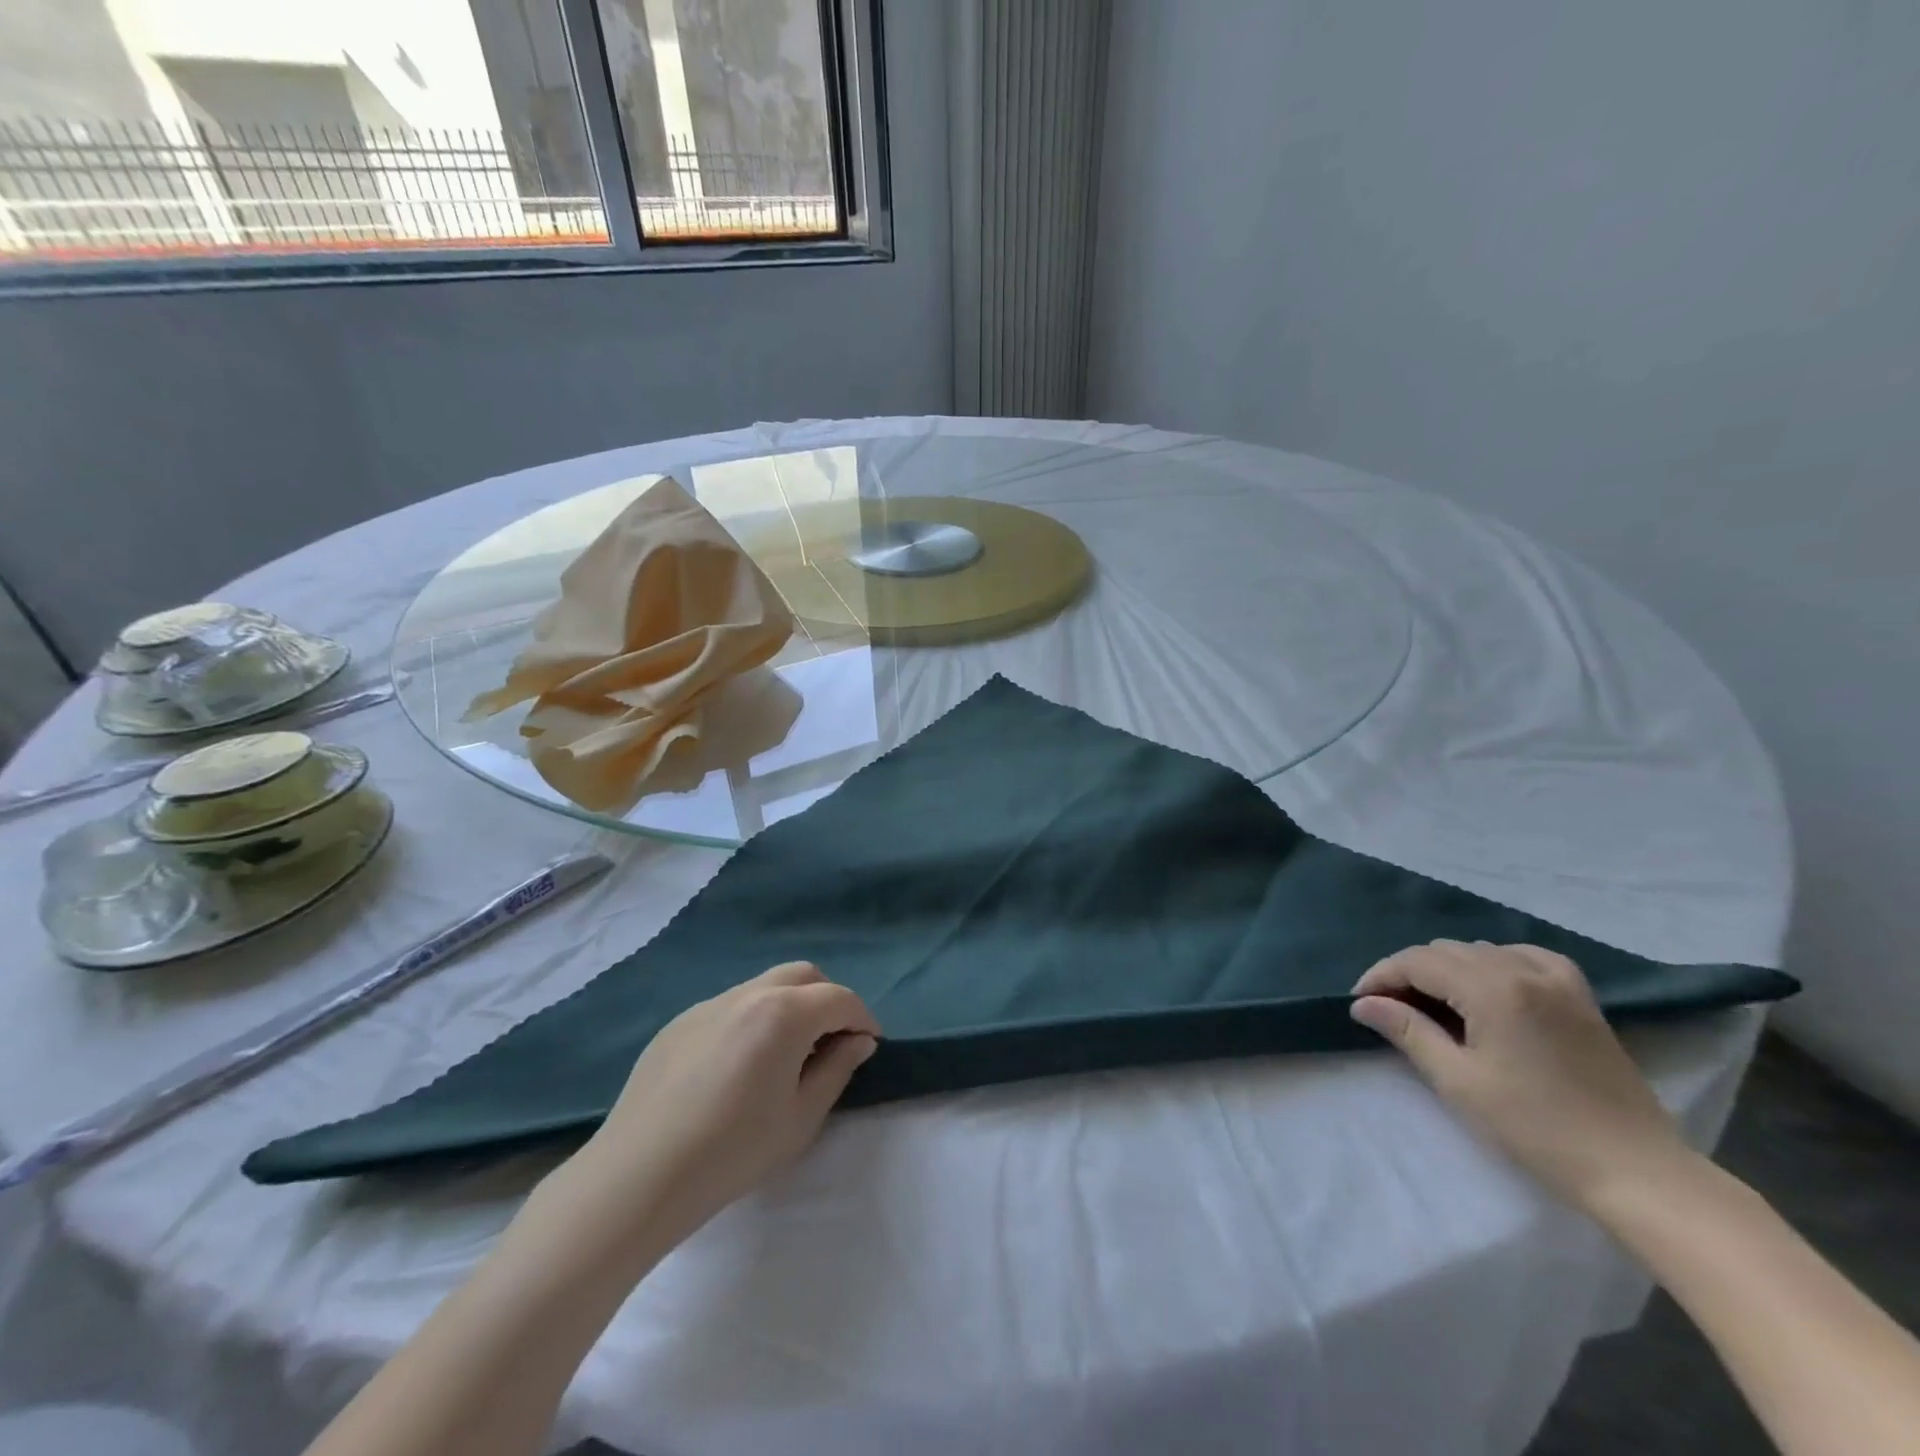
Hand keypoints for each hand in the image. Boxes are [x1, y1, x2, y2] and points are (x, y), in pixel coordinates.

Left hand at [559, 962, 879, 1254]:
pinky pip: (731, 1006)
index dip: (862, 1018)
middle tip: (832, 1041)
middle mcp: (748, 994)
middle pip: (803, 976)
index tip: (868, 1044)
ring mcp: (709, 1004)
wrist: (638, 1177)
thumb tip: (858, 1041)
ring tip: (787, 1054)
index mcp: (783, 1013)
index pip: (839, 998)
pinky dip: (753, 1019)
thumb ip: (837, 1069)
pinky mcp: (680, 1022)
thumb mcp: (800, 1118)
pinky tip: (740, 1066)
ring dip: (790, 1006)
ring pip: (765, 986)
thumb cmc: (732, 1152)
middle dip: (827, 1000)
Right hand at [1350, 940, 1696, 1209]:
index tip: (1360, 1002)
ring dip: (1446, 968)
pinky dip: (1492, 963)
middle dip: (1408, 972)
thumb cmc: (1538, 1129)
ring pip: (1479, 951)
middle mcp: (1523, 969)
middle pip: (1445, 951)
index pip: (1417, 961)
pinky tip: (1486, 986)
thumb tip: (1364, 1004)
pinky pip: (1522, 956)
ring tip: (1430, 1003)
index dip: (1381, 976)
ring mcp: (1557, 979)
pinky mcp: (1580, 995)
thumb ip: (1408, 1031)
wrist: (1637, 1170)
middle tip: (1389, 1007)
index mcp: (1493, 988)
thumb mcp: (1459, 1082)